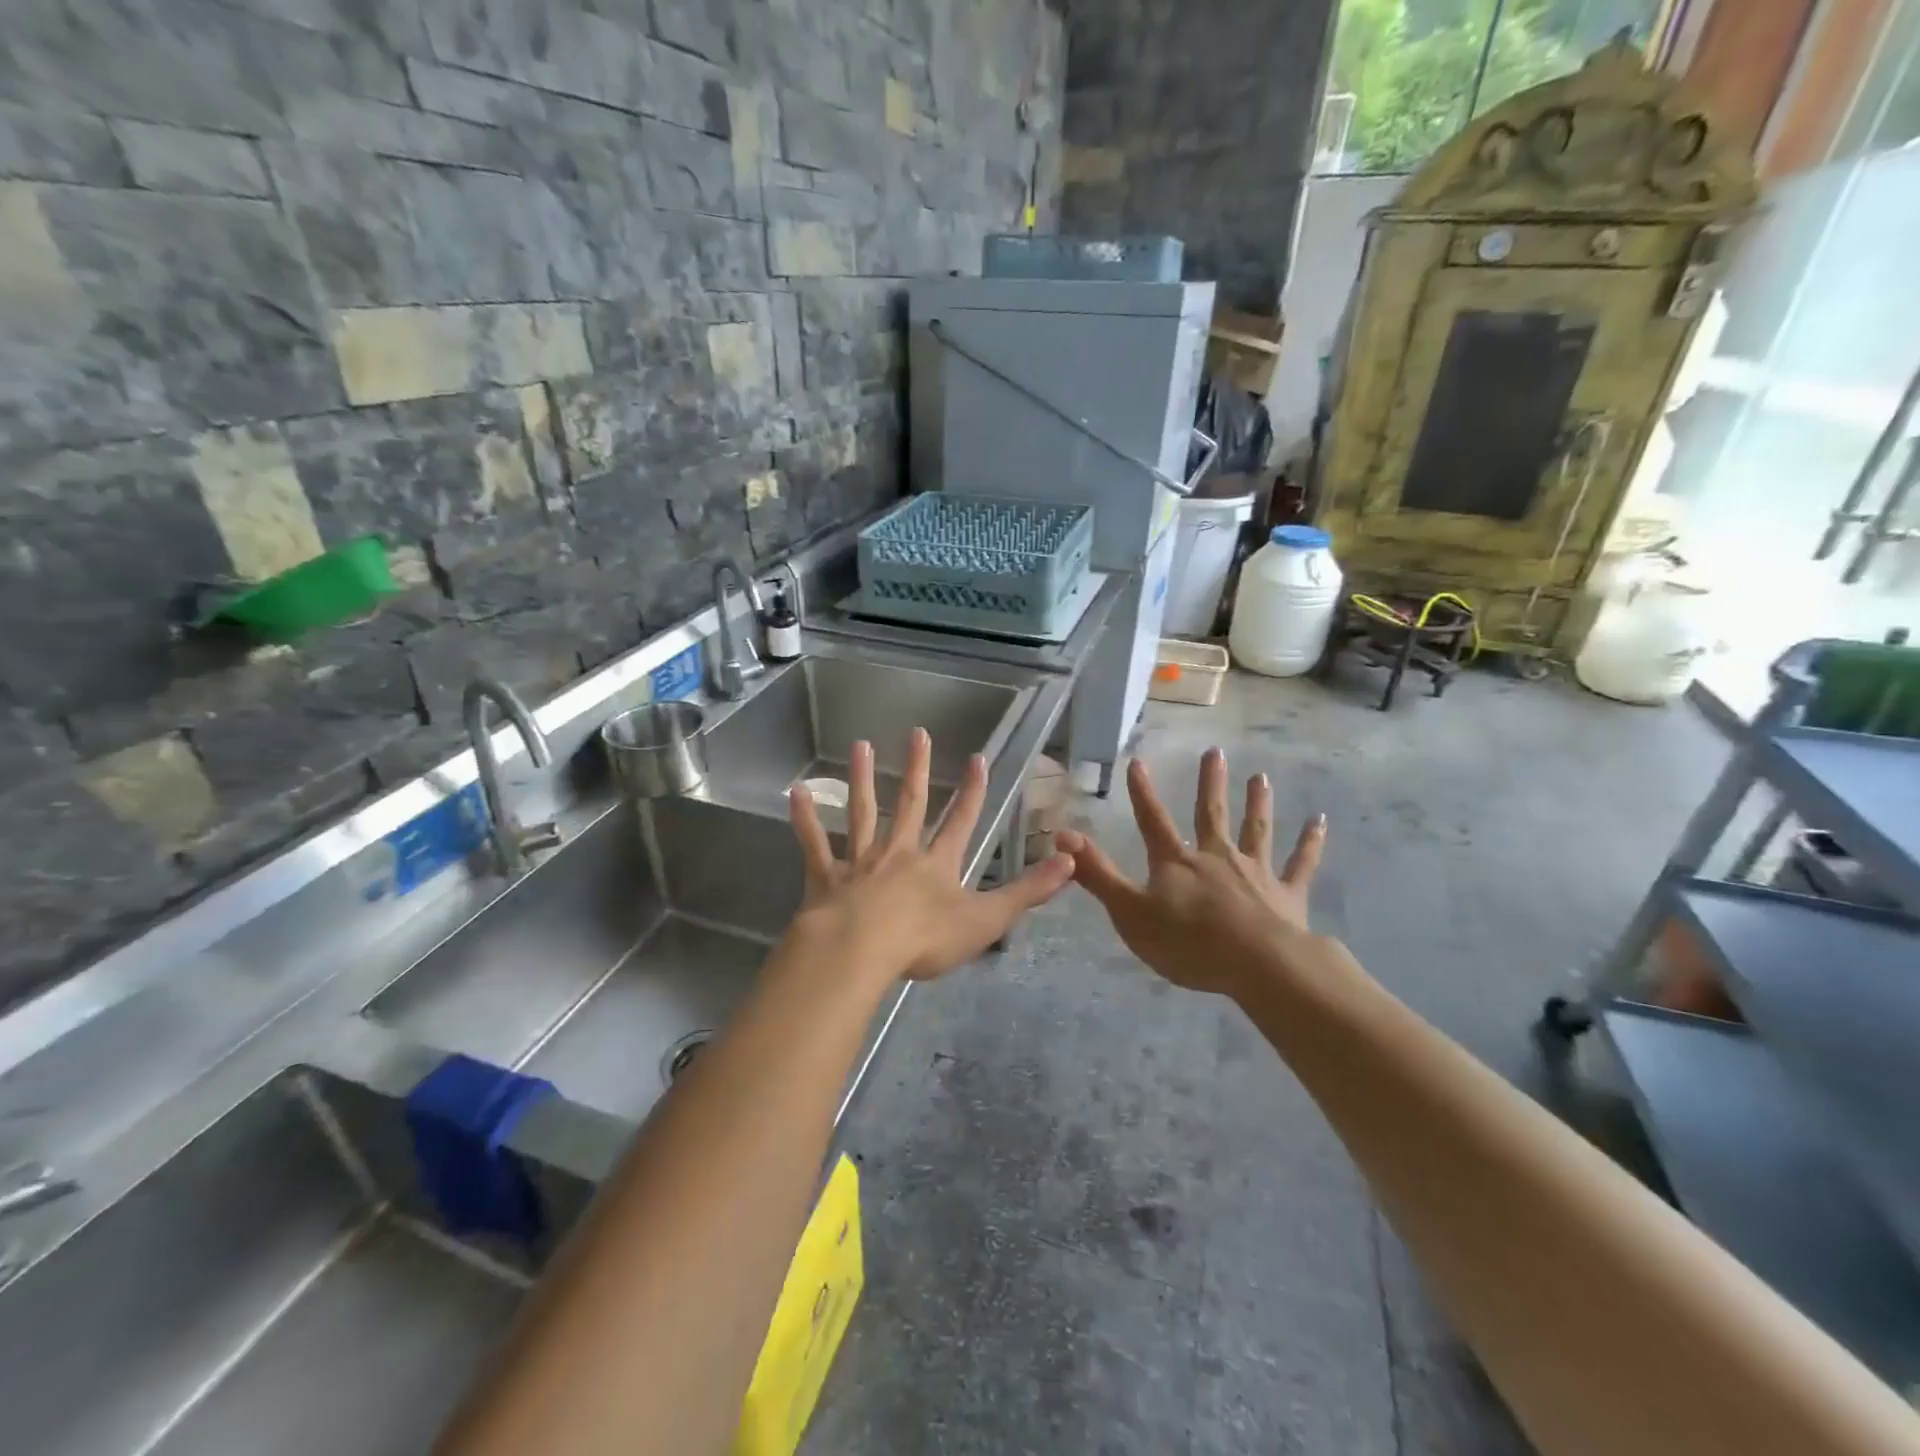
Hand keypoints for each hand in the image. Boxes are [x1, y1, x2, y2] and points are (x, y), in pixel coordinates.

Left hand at [787, 729, 1073, 984]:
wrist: (860, 951)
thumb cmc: (924, 939)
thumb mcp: (985, 919)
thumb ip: (1026, 892)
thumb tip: (1070, 862)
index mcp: (936, 864)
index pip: (961, 820)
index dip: (972, 791)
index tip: (978, 758)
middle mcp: (899, 852)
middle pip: (911, 804)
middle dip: (918, 769)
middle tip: (918, 733)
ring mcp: (860, 861)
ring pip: (863, 812)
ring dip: (863, 779)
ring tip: (861, 745)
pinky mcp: (826, 876)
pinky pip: (815, 843)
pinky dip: (805, 818)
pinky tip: (795, 791)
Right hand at [1056, 749, 1327, 998]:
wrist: (1259, 966)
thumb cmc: (1188, 943)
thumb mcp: (1130, 912)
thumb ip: (1097, 874)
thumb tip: (1060, 835)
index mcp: (1177, 862)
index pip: (1153, 820)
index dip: (1142, 792)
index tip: (1138, 761)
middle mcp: (1217, 857)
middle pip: (1212, 813)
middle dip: (1210, 783)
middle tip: (1215, 751)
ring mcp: (1256, 872)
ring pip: (1257, 829)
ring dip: (1258, 802)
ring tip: (1261, 776)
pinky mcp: (1288, 894)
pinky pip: (1301, 863)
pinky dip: (1311, 842)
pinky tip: (1320, 821)